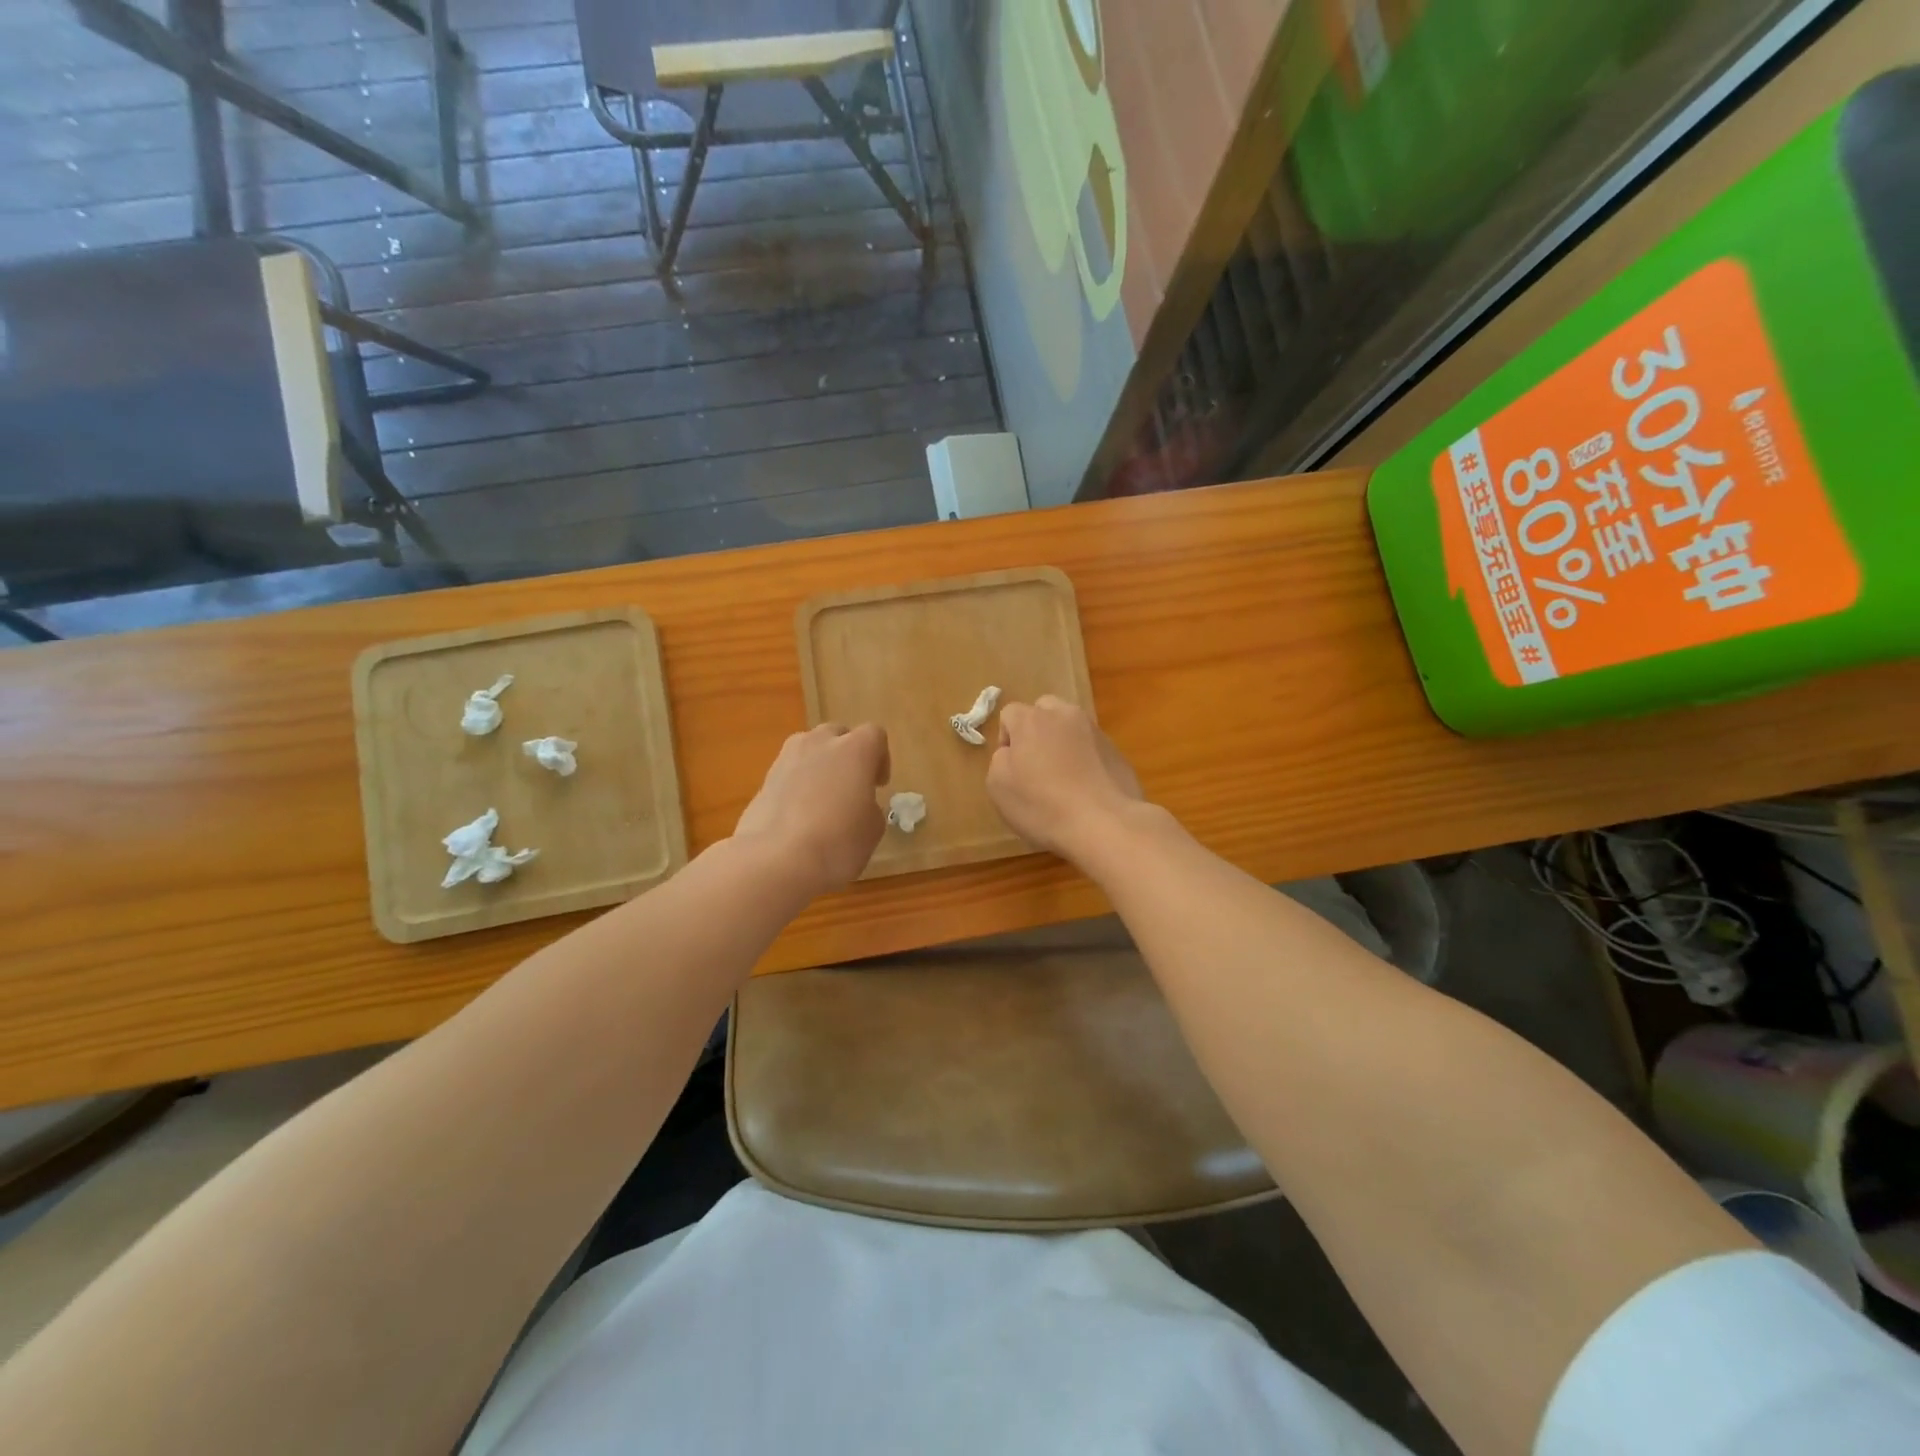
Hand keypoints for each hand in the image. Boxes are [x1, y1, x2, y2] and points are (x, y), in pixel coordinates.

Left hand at [733, 723, 889, 897]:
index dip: (880, 758)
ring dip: (819, 767)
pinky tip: (799, 816)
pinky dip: (797, 786)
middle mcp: (819, 744)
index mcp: (854, 750)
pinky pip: (788, 774)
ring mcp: (786, 759)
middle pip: (837, 735)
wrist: (775, 861)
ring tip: (823, 800)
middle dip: (846, 755)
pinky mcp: (763, 780)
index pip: (874, 735)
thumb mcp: (872, 830)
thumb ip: (869, 807)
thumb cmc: (837, 843)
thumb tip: (858, 805)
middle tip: (851, 787)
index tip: (878, 785)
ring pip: (808, 750)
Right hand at [987, 696, 1145, 862]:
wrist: (1105, 824)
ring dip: (1063, 744)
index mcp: (1031, 720)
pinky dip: (1086, 761)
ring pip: (1071, 728)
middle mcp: (1064, 715)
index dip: (1006, 739)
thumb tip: (1012, 752)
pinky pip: (1092, 749)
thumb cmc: (1043, 805)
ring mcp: (1095, 732)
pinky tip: (1086, 790)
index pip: (1010, 713)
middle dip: (1037, 731)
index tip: (1011, 768)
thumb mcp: (999, 787)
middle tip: (1036, 765)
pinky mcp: (1117, 752)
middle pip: (1044, 710)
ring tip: (1064, 779)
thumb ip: (1000, 760)